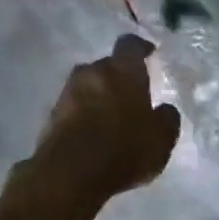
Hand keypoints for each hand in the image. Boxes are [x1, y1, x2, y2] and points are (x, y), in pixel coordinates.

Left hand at [27, 35, 180, 202]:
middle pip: (107, 66)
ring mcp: (68, 93)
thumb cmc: (124, 149)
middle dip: (119, 76)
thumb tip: (164, 109)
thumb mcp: (162, 139)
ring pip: (89, 85)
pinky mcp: (51, 115)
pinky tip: (94, 133)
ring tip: (112, 116)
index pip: (130, 45)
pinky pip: (75, 106)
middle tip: (132, 94)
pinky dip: (85, 113)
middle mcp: (92, 73)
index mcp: (123, 71)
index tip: (149, 54)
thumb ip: (167, 118)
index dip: (140, 48)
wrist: (70, 174)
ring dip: (100, 95)